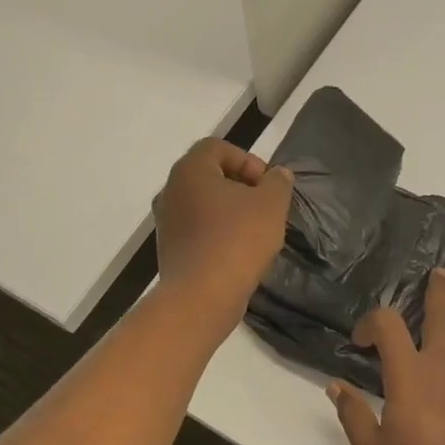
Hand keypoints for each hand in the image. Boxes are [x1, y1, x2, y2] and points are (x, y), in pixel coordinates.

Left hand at [154, 139, 292, 317]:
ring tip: (256, 232)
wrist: (202, 296)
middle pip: (209, 176)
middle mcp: (170, 191)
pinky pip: (198, 231)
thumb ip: (278, 182)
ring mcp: (166, 222)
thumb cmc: (238, 240)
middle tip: (265, 207)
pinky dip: (218, 234)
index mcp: (190, 170)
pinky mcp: (169, 250)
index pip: (217, 148)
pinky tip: (239, 253)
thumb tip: (277, 175)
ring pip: (204, 205)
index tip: (267, 185)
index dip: (248, 160)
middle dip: (241, 187)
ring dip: (230, 212)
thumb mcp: (271, 204)